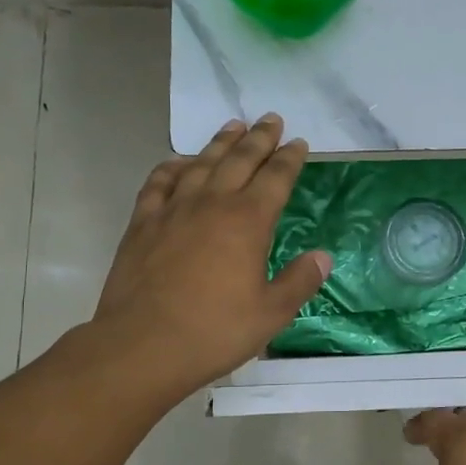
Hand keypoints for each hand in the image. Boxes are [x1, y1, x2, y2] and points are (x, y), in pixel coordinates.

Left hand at [93, 115, 331, 399]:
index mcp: (248, 222)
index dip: (289, 159)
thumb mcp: (270, 314)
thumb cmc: (214, 331)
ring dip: (219, 143)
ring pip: (201, 164)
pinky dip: (172, 167)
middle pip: (239, 160)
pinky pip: (158, 183)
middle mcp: (212, 204)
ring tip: (232, 126)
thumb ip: (299, 281)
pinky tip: (178, 162)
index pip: (275, 179)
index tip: (298, 143)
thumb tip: (323, 256)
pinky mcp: (143, 224)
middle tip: (271, 119)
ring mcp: (173, 210)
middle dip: (259, 138)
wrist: (142, 345)